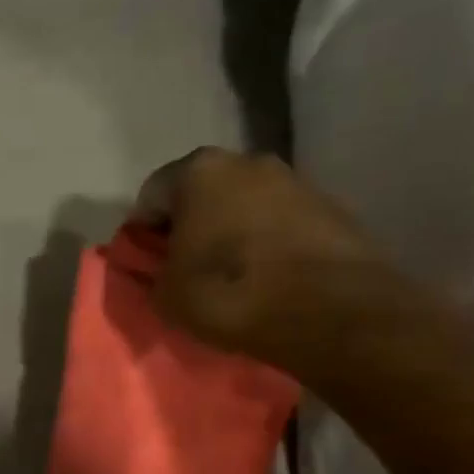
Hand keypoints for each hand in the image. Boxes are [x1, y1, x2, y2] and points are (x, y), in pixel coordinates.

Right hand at [137, 146, 398, 370]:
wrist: (330, 312)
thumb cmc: (230, 294)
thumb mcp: (167, 295)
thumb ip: (152, 273)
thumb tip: (159, 268)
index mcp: (198, 171)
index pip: (151, 196)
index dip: (142, 234)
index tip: (147, 266)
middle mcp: (247, 160)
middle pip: (202, 194)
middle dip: (190, 227)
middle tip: (187, 270)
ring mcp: (294, 180)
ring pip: (244, 206)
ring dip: (232, 234)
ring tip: (232, 278)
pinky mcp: (330, 207)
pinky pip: (280, 223)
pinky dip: (268, 244)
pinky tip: (268, 278)